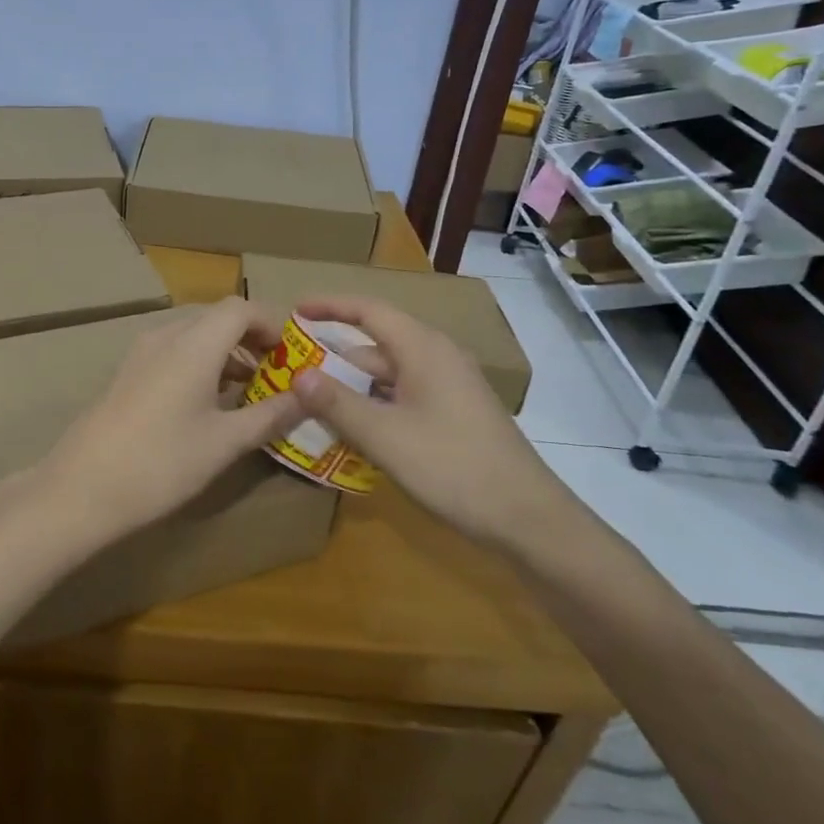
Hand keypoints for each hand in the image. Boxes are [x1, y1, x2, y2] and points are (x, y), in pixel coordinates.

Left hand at [38, 299, 304, 546]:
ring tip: (247, 391)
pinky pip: (173, 351)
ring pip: (193, 334)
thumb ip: (269, 415)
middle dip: (250, 339)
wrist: (83, 487)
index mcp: (194, 343)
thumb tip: (308, 397)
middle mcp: (166, 335)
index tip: (292, 356)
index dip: (271, 325)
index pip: (241, 308)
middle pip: (217, 317)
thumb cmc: (162, 462)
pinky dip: (200, 363)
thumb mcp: (225, 442)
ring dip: (224, 352)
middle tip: (276, 374)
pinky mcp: (128, 372)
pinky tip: (207, 402)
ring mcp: (141, 352)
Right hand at [289, 296, 576, 547]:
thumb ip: (337, 403)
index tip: (295, 309)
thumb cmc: (452, 466)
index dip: (330, 305)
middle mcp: (438, 357)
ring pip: (390, 373)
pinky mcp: (456, 412)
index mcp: (423, 348)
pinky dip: (375, 402)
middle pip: (377, 343)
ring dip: (354, 383)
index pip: (369, 310)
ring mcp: (451, 386)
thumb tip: (298, 374)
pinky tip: (355, 428)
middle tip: (295, 366)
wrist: (528, 518)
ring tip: (315, 399)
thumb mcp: (384, 436)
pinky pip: (404, 394)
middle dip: (336, 352)